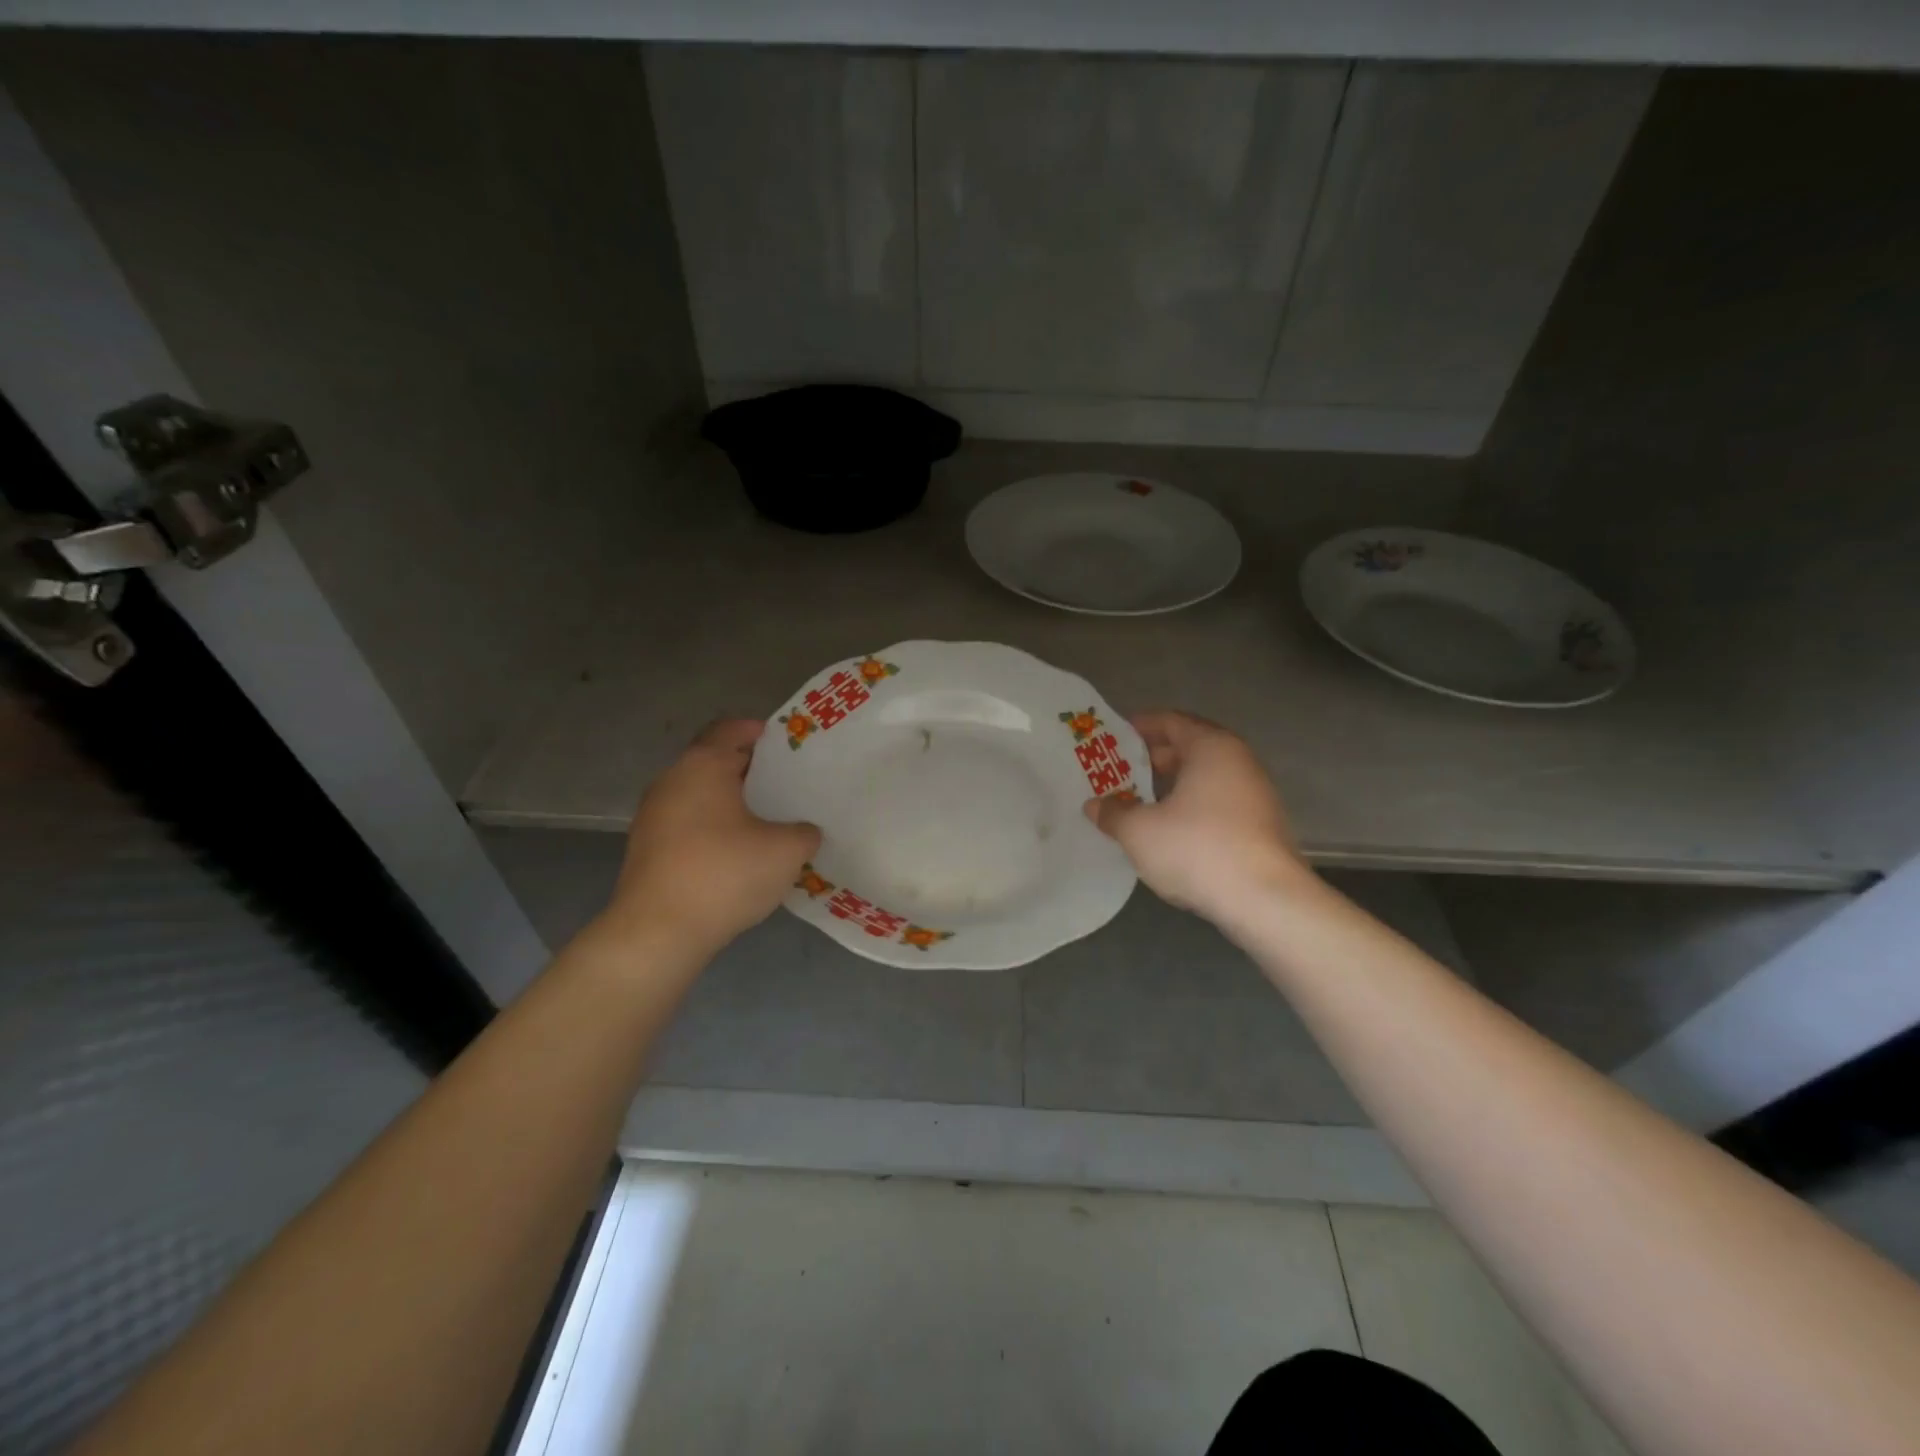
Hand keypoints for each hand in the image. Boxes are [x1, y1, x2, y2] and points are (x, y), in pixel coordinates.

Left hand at [602, 720, 820, 954]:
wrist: (658, 932)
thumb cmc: (725, 874)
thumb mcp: (786, 851)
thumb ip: (804, 832)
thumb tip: (804, 831)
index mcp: (703, 765)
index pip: (731, 729)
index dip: (760, 731)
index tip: (788, 744)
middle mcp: (672, 780)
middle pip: (714, 760)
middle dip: (750, 769)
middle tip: (787, 784)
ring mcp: (653, 815)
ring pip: (699, 793)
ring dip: (730, 800)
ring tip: (767, 819)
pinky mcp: (647, 848)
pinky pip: (688, 822)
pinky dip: (713, 826)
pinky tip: (738, 851)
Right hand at [1085, 710, 1310, 922]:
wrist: (1266, 900)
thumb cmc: (1198, 849)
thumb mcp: (1139, 831)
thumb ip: (1113, 813)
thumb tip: (1095, 805)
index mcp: (1211, 747)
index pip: (1171, 721)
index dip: (1140, 726)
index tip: (1114, 737)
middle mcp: (1238, 761)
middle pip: (1191, 747)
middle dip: (1154, 758)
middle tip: (1121, 771)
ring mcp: (1256, 794)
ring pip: (1206, 777)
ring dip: (1174, 785)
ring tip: (1140, 802)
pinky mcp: (1262, 825)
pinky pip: (1218, 802)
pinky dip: (1192, 805)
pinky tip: (1171, 829)